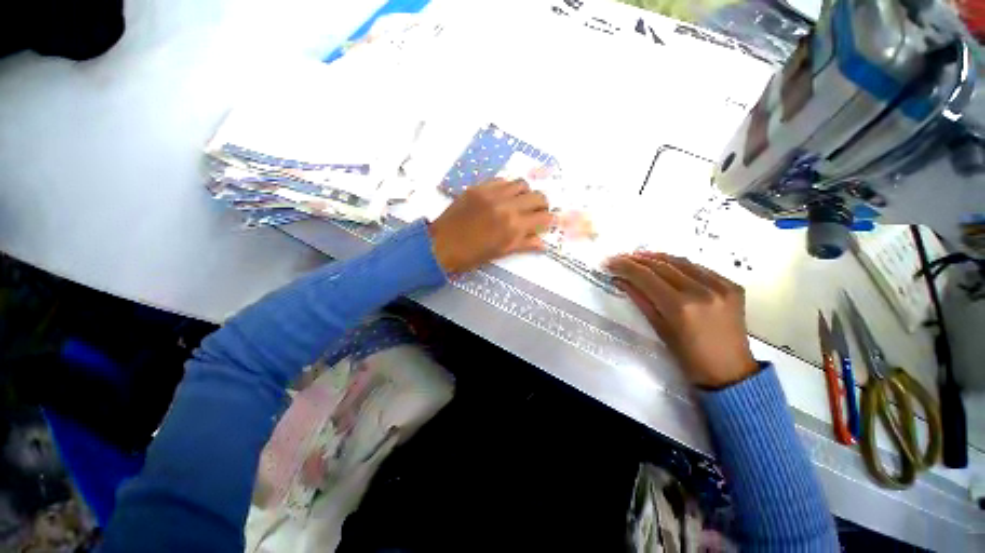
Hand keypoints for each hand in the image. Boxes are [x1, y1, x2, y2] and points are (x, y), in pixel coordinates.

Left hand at [429, 179, 553, 273]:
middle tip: (536, 212)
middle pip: (537, 196)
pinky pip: (501, 180)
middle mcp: (507, 206)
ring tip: (519, 202)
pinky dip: (507, 187)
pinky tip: (503, 197)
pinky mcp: (479, 187)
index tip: (547, 222)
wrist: (442, 245)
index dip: (549, 219)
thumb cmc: (472, 255)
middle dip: (542, 204)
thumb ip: (524, 244)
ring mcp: (492, 193)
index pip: (543, 217)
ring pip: (521, 183)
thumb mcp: (501, 252)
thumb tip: (543, 243)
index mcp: (513, 226)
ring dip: (525, 193)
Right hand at [606, 252, 757, 388]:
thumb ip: (640, 299)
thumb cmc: (688, 357)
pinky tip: (666, 264)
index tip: (610, 261)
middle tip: (621, 257)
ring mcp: (720, 286)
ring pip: (681, 262)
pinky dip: (679, 264)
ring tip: (639, 256)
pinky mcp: (732, 285)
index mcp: (680, 307)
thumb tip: (620, 280)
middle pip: (662, 266)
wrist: (730, 371)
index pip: (646, 277)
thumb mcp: (659, 328)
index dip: (626, 267)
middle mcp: (701, 291)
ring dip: (657, 257)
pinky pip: (699, 268)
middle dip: (638, 259)